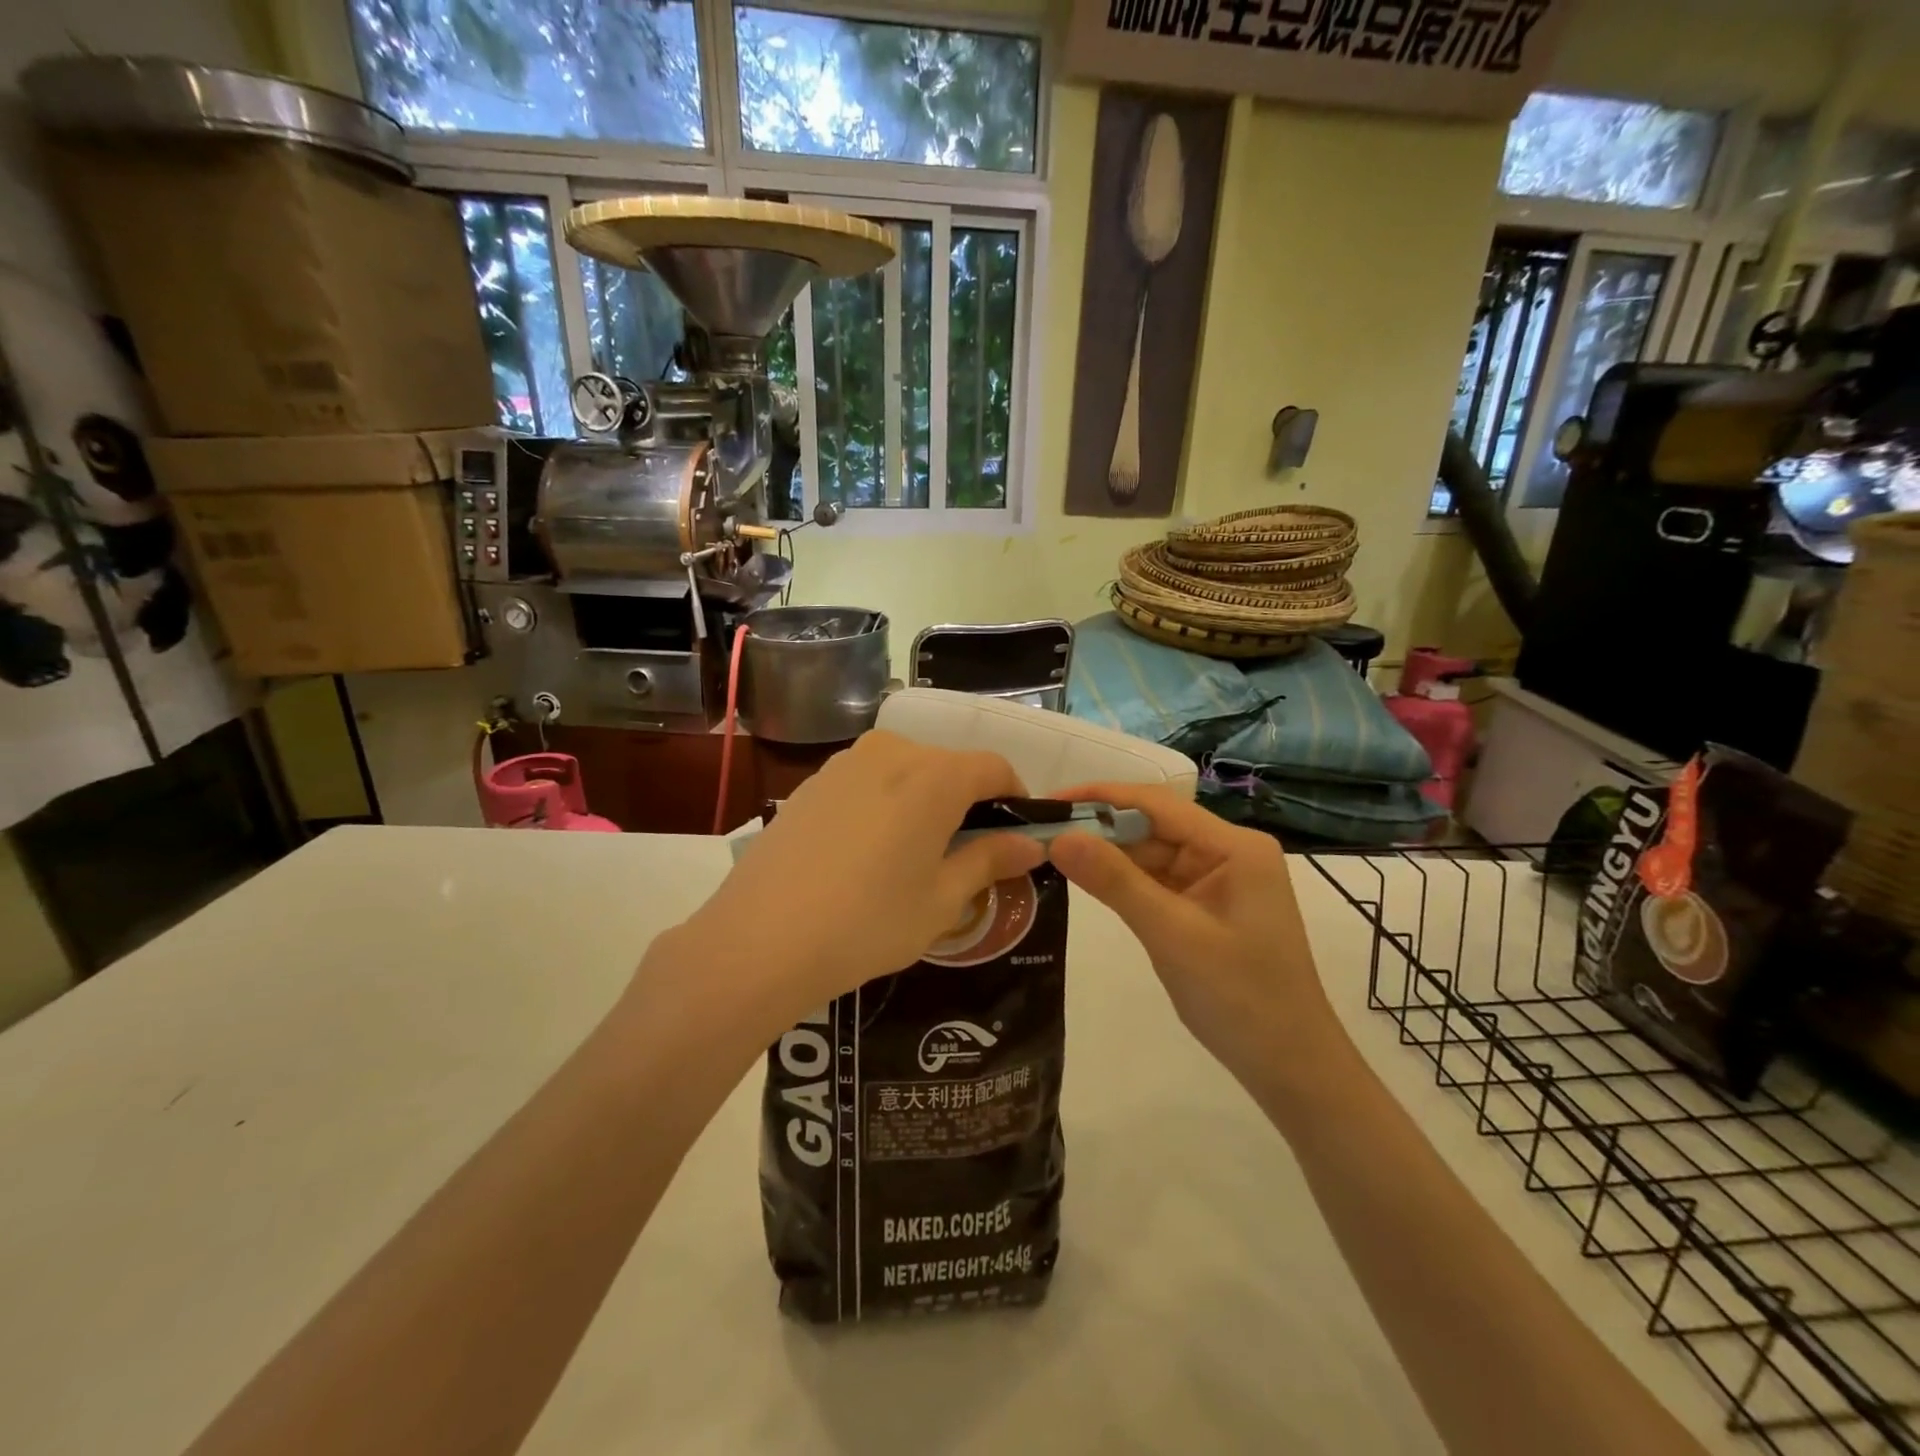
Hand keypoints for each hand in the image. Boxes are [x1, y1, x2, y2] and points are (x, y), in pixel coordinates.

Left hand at [685, 732, 1045, 1023]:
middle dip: (968, 804)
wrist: (760, 940)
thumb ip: (990, 860)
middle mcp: (891, 752)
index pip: (995, 768)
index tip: (1016, 836)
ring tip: (914, 859)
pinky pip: (867, 783)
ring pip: (906, 773)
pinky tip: (867, 856)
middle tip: (967, 857)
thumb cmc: (868, 922)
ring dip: (924, 804)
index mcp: (934, 775)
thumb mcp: (942, 900)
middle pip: (949, 767)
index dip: (1015, 798)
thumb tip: (1030, 843)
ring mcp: (844, 764)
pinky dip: (885, 806)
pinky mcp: (811, 784)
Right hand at [1047, 782, 1341, 1084]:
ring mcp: (1218, 880)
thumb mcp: (1171, 935)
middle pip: (1153, 826)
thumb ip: (1114, 882)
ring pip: (1152, 854)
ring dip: (1107, 854)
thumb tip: (1059, 836)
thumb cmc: (1240, 999)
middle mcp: (1228, 852)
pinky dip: (1123, 881)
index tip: (1048, 802)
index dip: (1100, 797)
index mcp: (1234, 847)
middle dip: (1099, 827)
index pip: (1157, 804)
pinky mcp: (1206, 906)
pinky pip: (1158, 881)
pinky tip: (1086, 877)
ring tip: (1050, 850)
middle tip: (1038, 831)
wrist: (1290, 1068)